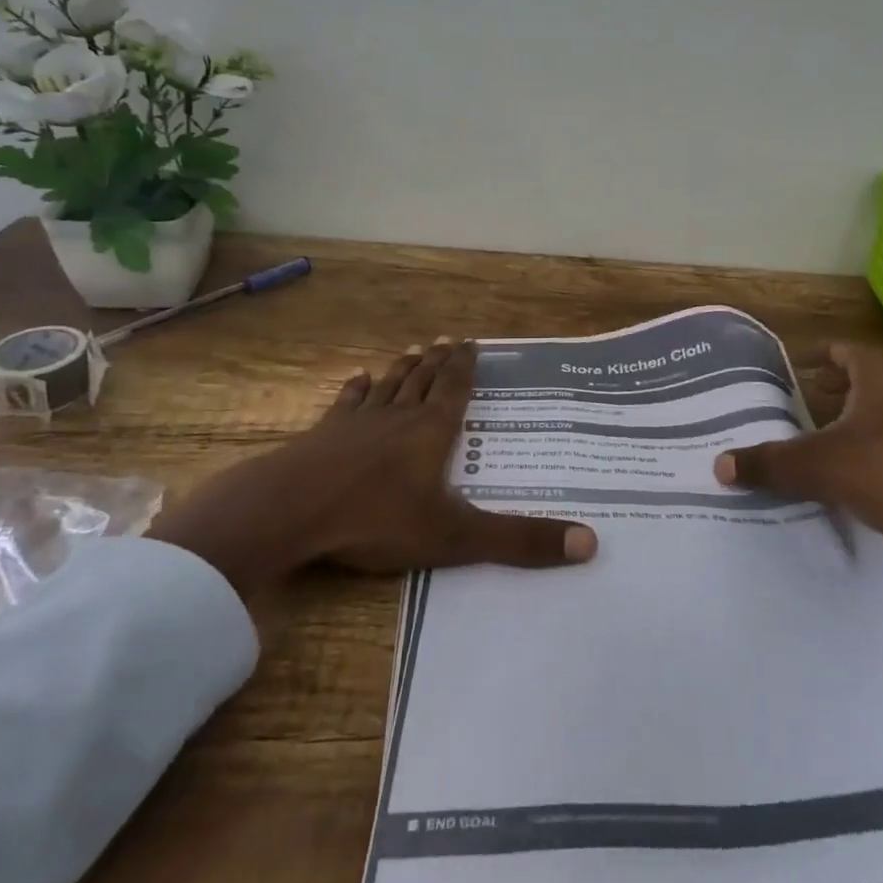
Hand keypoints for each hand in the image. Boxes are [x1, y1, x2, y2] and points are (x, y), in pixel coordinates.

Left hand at [151, 339, 597, 595]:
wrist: (293, 511)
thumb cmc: (377, 519)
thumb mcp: (455, 537)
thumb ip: (518, 541)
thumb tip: (590, 544)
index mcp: (431, 433)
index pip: (454, 390)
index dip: (464, 367)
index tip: (471, 342)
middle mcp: (398, 417)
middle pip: (422, 380)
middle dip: (437, 361)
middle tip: (446, 338)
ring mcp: (356, 423)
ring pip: (387, 386)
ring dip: (402, 368)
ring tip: (412, 349)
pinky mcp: (322, 436)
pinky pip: (346, 404)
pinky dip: (355, 389)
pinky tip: (357, 378)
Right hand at [716, 341, 882, 743]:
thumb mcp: (819, 466)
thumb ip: (769, 462)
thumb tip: (718, 464)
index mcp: (882, 376)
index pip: (840, 351)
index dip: (809, 357)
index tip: (777, 373)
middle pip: (849, 387)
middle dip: (813, 398)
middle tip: (769, 412)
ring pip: (862, 424)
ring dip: (830, 433)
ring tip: (786, 447)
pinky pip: (874, 456)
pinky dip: (849, 462)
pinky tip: (820, 483)